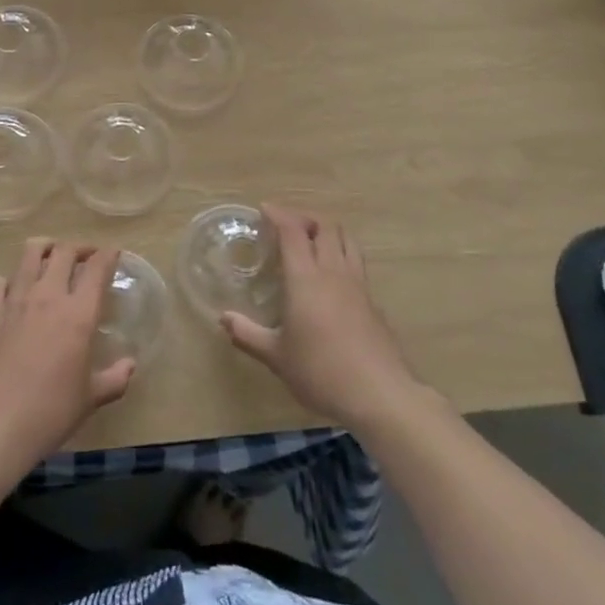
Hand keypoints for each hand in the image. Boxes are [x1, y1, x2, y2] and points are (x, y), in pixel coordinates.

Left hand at [0, 240, 134, 475]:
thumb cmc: (50, 413)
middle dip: (79, 248)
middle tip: (86, 257)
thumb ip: (115, 378)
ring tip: (52, 257)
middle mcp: (47, 296)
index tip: (114, 254)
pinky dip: (13, 278)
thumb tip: (129, 365)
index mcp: (78, 313)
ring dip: (45, 248)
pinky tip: (16, 289)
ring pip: (30, 253)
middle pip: (64, 251)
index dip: (108, 255)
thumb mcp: (91, 399)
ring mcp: (14, 300)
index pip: (96, 268)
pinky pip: (1, 281)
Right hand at [219, 204, 424, 430]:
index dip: (279, 214)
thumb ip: (248, 334)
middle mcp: (333, 272)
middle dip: (305, 217)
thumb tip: (224, 318)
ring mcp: (358, 285)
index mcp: (306, 278)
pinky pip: (356, 264)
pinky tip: (332, 278)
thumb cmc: (320, 371)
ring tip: (312, 241)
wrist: (380, 395)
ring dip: (328, 231)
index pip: (293, 231)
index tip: (264, 209)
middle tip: (287, 225)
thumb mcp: (276, 357)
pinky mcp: (373, 302)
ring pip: (346, 240)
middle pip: (325, 226)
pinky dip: (341, 255)